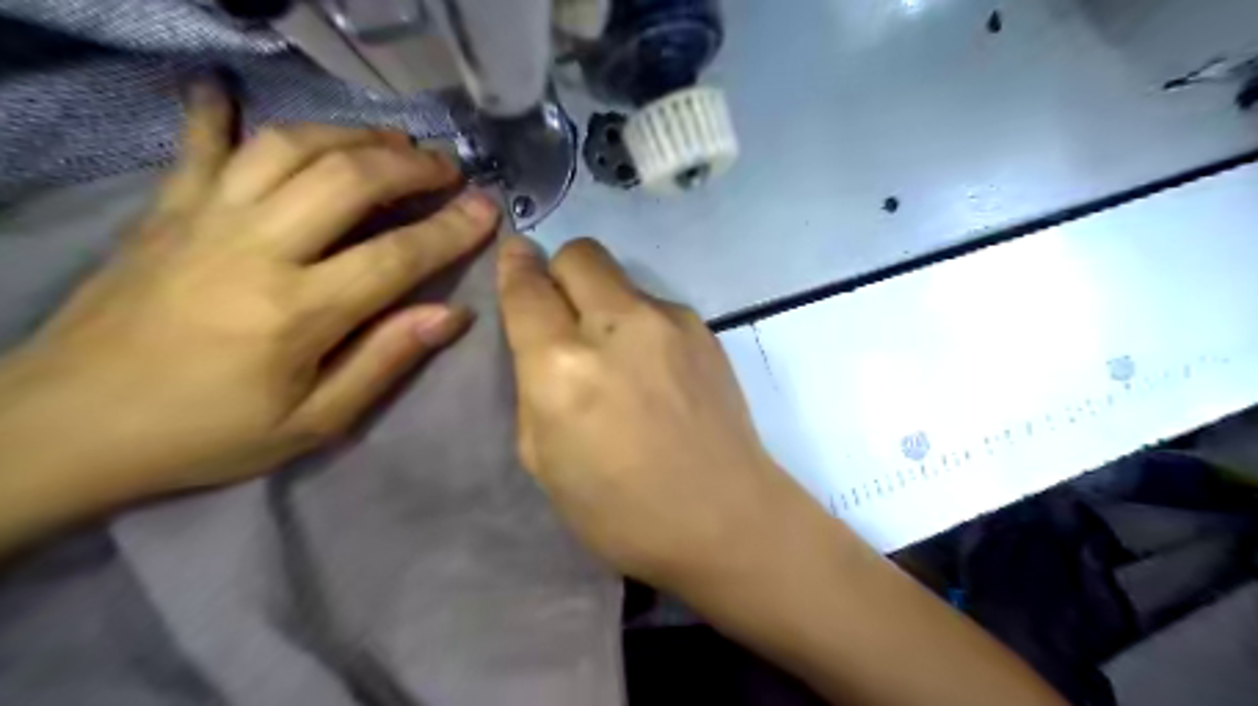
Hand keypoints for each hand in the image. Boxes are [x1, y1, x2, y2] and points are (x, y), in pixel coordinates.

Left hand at [0, 82, 500, 501]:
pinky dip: (220, 113)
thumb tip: (451, 315)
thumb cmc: (208, 433)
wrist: (67, 427)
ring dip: (350, 136)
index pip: (396, 255)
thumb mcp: (314, 422)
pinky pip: (198, 146)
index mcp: (297, 311)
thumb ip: (385, 360)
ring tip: (391, 143)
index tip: (489, 209)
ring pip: (288, 149)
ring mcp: (203, 220)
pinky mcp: (164, 211)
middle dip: (410, 166)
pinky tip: (232, 90)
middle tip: (447, 168)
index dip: (451, 229)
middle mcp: (254, 248)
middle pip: (347, 180)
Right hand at [495, 234, 816, 589]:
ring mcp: (669, 321)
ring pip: (620, 278)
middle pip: (579, 254)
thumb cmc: (621, 510)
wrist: (725, 517)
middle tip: (563, 313)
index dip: (514, 267)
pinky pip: (655, 306)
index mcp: (563, 366)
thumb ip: (534, 387)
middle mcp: (618, 325)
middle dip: (560, 271)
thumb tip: (542, 342)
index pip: (527, 287)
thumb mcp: (543, 460)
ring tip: (618, 356)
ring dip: (603, 302)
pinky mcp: (704, 329)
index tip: (515, 259)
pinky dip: (640, 324)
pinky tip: (655, 369)